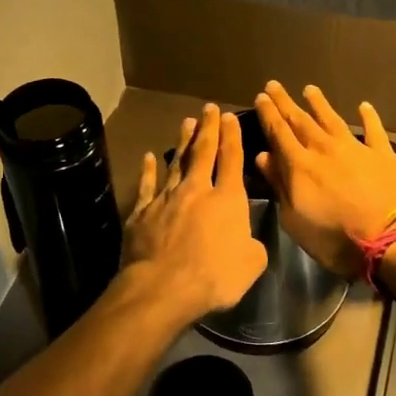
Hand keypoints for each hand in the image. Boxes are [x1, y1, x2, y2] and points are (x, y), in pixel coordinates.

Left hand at [121, 104, 267, 322]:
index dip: (232, 137)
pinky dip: (148, 170)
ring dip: (182, 142)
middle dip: (208, 128)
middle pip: (203, 152)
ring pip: (176, 162)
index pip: (231, 159)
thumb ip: (253, 245)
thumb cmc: (214, 276)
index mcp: (227, 199)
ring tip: (186, 122)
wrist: (163, 287)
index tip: (230, 117)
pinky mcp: (142, 212)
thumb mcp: (251, 264)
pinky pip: (147, 185)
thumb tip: (248, 240)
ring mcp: (166, 198)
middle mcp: (196, 190)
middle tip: (209, 109)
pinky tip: (148, 158)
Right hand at [253, 82, 395, 277]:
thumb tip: (264, 156)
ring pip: (332, 119)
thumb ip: (279, 185)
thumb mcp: (294, 219)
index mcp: (299, 165)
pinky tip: (364, 106)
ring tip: (310, 89)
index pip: (279, 133)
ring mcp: (355, 148)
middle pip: (301, 120)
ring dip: (319, 104)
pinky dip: (368, 117)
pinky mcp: (382, 155)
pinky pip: (373, 130)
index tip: (260, 97)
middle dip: (286, 103)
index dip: (268, 114)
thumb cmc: (335, 237)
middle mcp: (324, 149)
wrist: (390, 238)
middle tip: (274, 86)